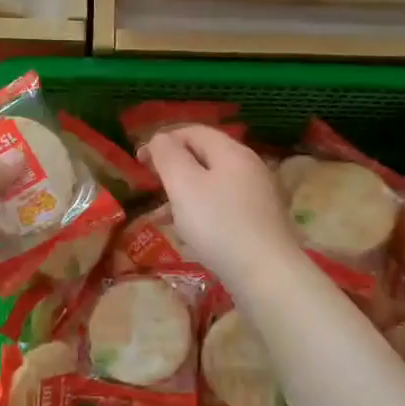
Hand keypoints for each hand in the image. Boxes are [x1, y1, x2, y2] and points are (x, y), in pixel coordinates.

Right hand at [142, 125, 303, 289]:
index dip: (163, 140)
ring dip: (186, 191)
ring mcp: (259, 194)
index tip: (139, 161)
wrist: (266, 274)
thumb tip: (161, 138)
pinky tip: (191, 231)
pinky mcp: (261, 221)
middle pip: (206, 155)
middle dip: (175, 166)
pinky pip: (224, 205)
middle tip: (152, 184)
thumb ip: (168, 156)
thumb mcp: (184, 185)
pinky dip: (203, 210)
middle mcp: (249, 166)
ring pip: (214, 182)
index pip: (193, 131)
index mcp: (231, 152)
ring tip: (164, 213)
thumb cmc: (218, 225)